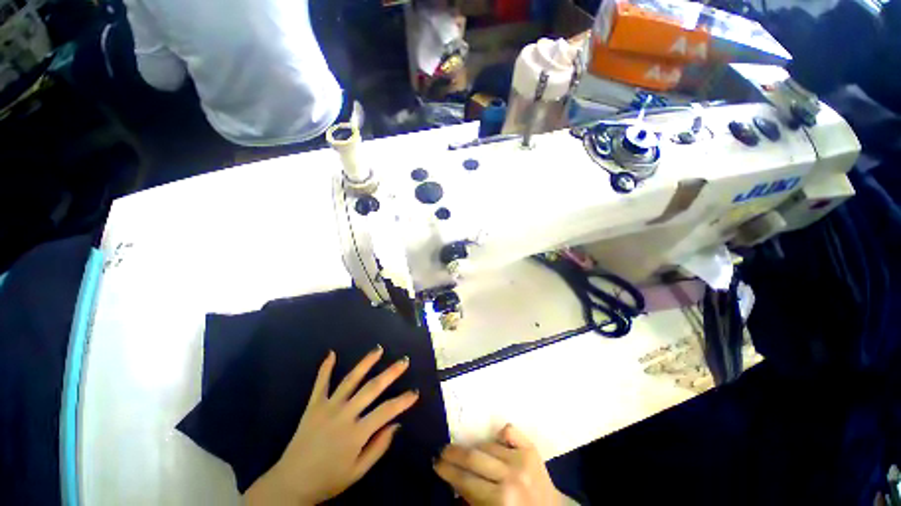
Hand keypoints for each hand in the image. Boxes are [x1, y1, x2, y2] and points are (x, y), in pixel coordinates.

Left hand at [245, 347, 418, 504]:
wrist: (290, 484)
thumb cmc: (328, 480)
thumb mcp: (358, 472)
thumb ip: (378, 447)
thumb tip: (396, 424)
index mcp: (356, 433)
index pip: (386, 411)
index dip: (403, 401)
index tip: (415, 392)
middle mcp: (344, 415)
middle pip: (372, 388)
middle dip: (390, 373)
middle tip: (404, 361)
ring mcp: (327, 407)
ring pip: (350, 380)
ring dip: (366, 363)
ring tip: (378, 349)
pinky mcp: (313, 406)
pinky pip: (320, 383)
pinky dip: (325, 368)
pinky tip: (331, 353)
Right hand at [434, 424, 567, 505]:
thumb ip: (472, 498)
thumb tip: (452, 479)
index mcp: (501, 499)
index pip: (466, 480)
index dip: (448, 471)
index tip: (436, 464)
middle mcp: (511, 475)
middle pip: (473, 458)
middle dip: (453, 454)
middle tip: (441, 451)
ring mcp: (522, 459)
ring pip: (488, 445)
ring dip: (472, 447)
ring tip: (462, 450)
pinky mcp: (532, 448)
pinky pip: (510, 431)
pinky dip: (499, 434)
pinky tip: (493, 441)